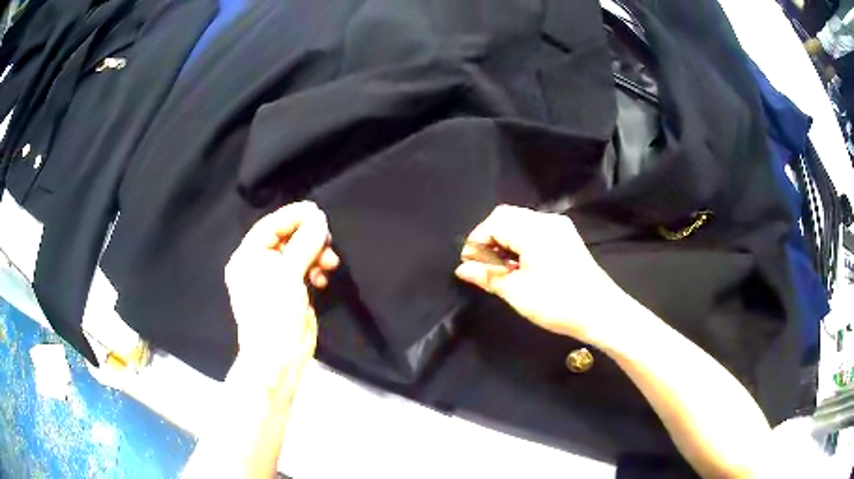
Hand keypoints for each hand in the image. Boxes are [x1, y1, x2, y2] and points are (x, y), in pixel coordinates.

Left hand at [224, 201, 338, 398]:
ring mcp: (275, 281)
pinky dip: (315, 270)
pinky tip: (323, 278)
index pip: (270, 226)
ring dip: (315, 255)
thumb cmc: (274, 311)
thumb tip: (319, 218)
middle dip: (308, 238)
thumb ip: (304, 242)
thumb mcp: (288, 273)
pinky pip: (304, 271)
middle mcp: (259, 266)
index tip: (317, 211)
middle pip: (285, 239)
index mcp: (247, 257)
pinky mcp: (290, 293)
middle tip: (328, 239)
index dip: (293, 216)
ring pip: (298, 255)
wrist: (279, 357)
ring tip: (330, 262)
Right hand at [455, 205, 626, 346]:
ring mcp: (559, 227)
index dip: (476, 241)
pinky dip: (520, 242)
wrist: (600, 312)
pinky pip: (535, 230)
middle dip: (489, 238)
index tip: (469, 264)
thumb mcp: (516, 292)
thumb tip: (462, 269)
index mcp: (534, 229)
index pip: (494, 222)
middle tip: (483, 265)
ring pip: (520, 222)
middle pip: (507, 216)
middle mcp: (547, 220)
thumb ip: (486, 275)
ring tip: (501, 268)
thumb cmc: (557, 302)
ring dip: (505, 240)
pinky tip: (519, 265)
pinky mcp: (566, 238)